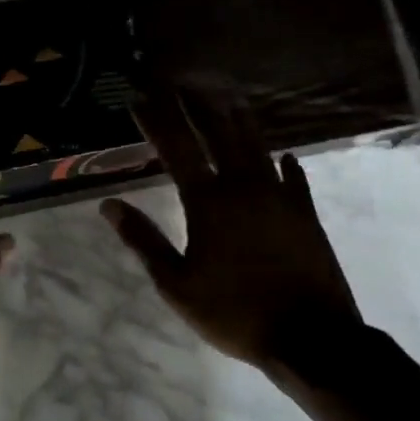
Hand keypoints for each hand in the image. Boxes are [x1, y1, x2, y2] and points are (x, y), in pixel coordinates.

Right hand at [102, 85, 359, 377]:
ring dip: (239, 119)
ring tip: (228, 98)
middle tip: (182, 83)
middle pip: (218, 132)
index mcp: (209, 202)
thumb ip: (143, 240)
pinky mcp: (306, 213)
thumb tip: (109, 205)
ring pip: (257, 145)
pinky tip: (284, 155)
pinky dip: (285, 162)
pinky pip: (294, 177)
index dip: (156, 120)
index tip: (139, 98)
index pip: (176, 148)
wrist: (310, 337)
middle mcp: (244, 187)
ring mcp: (280, 197)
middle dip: (197, 105)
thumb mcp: (176, 284)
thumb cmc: (234, 312)